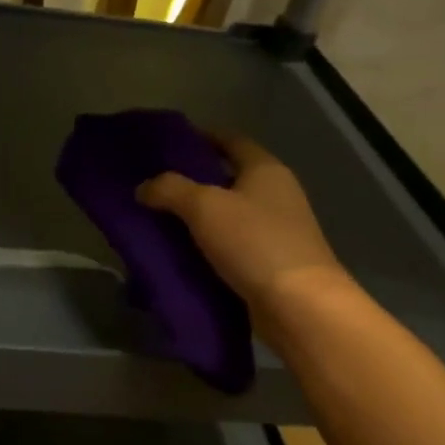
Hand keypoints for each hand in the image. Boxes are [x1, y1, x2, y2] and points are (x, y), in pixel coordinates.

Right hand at [137, 133, 345, 307]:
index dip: (201, 137)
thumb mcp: (204, 207)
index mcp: (265, 169)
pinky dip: (207, 246)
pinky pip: (231, 245)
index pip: (230, 140)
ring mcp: (277, 230)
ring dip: (198, 217)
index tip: (169, 143)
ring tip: (158, 219)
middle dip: (193, 180)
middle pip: (228, 177)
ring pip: (228, 214)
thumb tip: (144, 187)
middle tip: (154, 184)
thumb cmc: (254, 243)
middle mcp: (275, 194)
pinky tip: (179, 252)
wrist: (300, 307)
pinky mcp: (270, 263)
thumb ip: (170, 189)